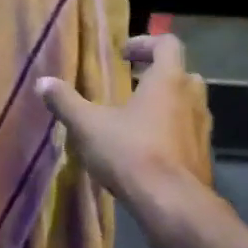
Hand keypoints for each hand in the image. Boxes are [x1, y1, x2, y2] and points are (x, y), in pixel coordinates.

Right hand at [36, 34, 213, 215]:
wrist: (173, 204)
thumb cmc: (131, 153)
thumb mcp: (88, 126)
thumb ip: (66, 102)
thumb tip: (42, 82)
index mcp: (169, 80)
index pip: (167, 44)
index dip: (145, 44)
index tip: (124, 55)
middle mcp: (193, 98)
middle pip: (182, 73)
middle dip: (158, 76)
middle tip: (133, 86)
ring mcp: (203, 128)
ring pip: (189, 105)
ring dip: (168, 105)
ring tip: (137, 120)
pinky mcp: (204, 156)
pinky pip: (189, 134)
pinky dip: (173, 133)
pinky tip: (148, 151)